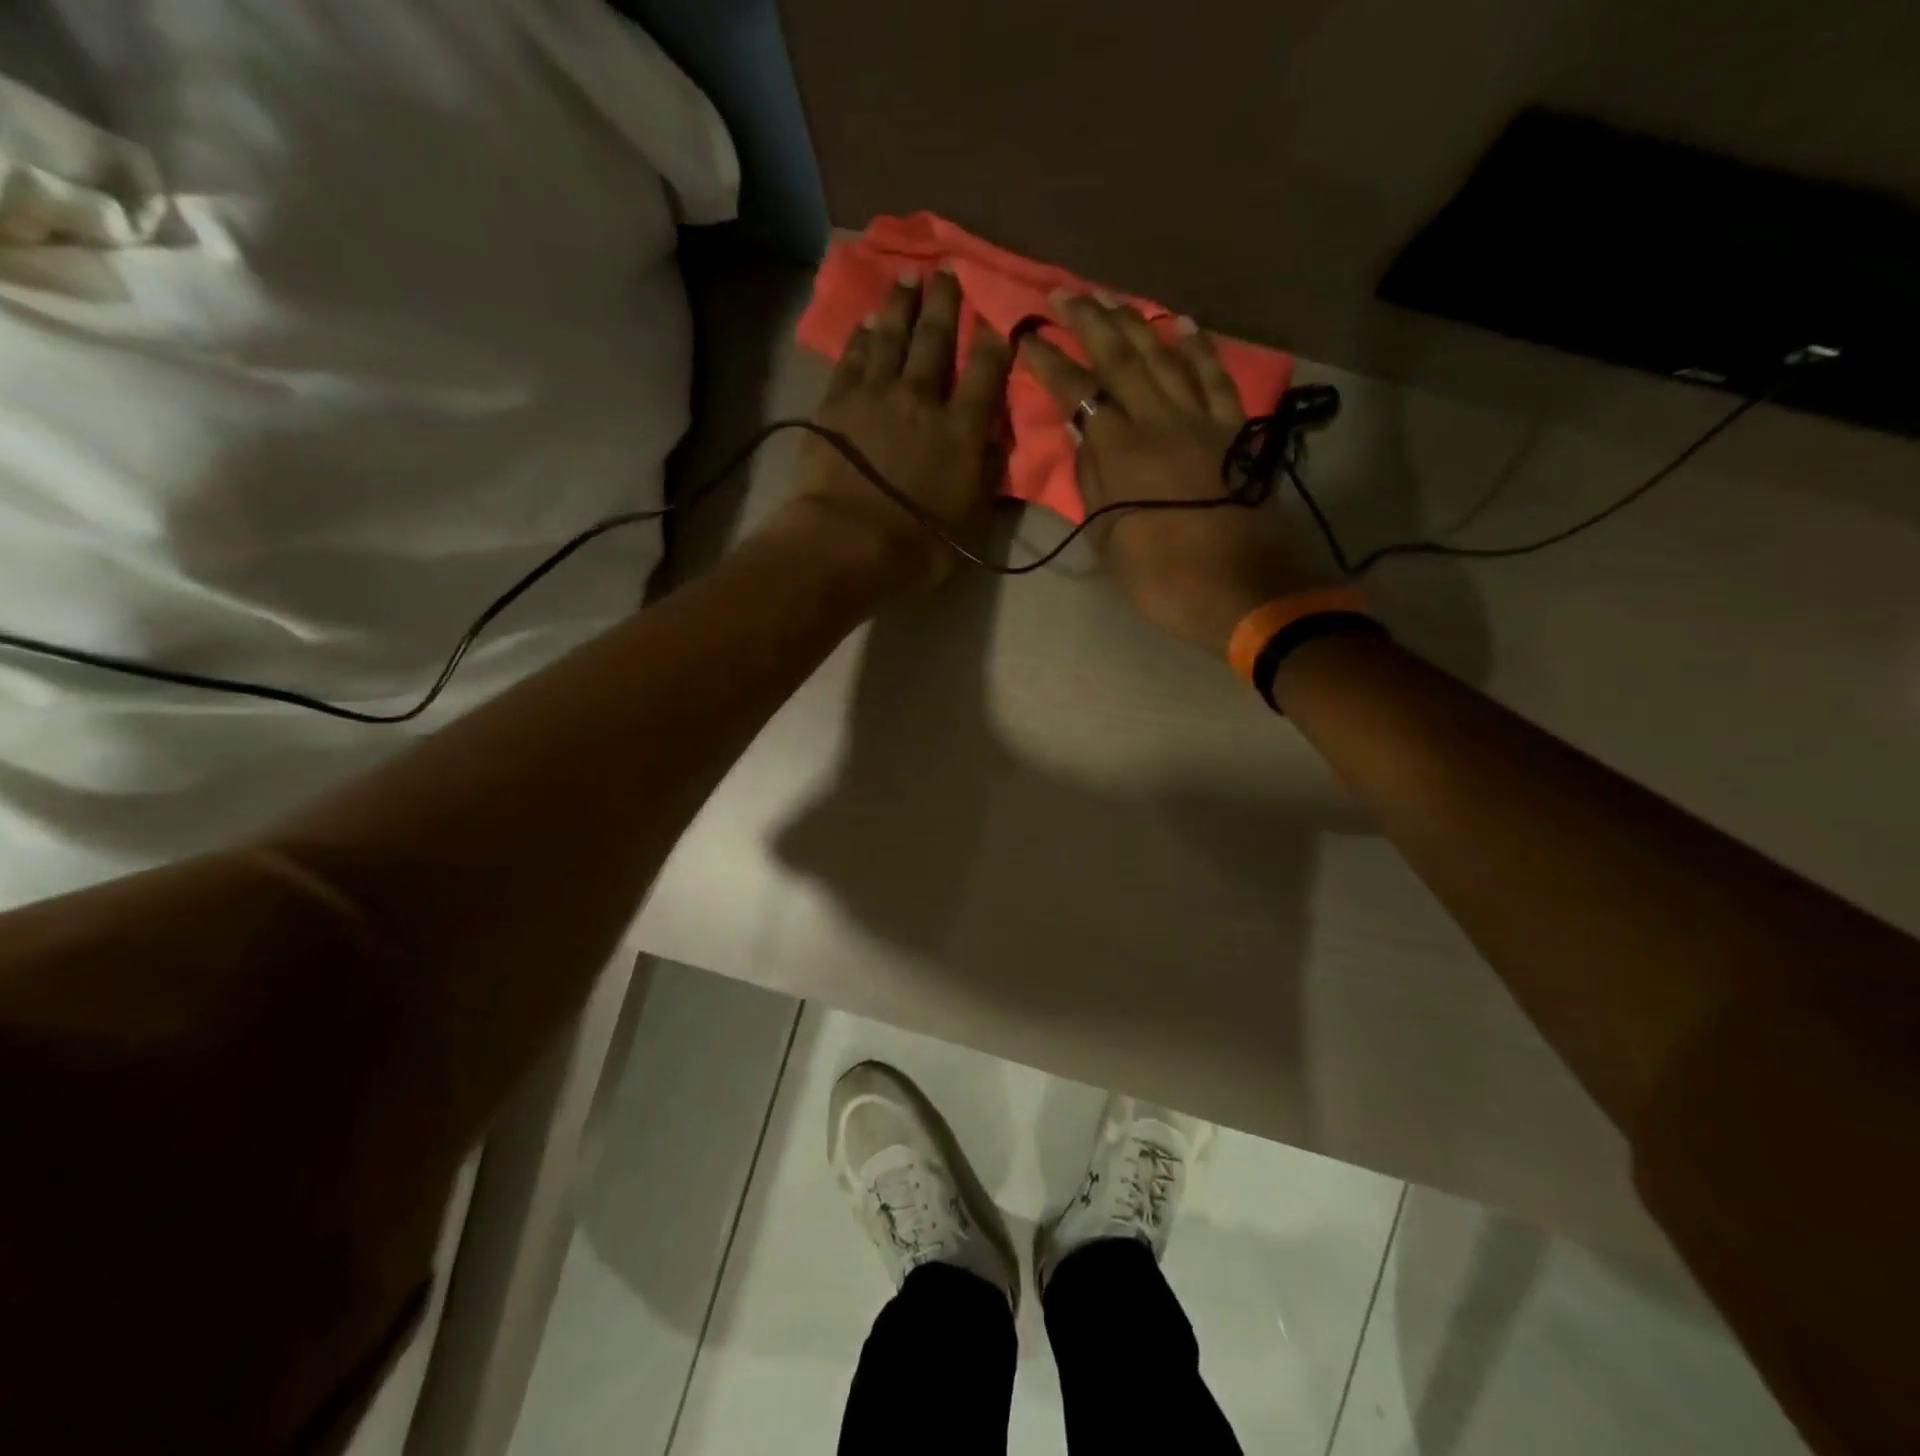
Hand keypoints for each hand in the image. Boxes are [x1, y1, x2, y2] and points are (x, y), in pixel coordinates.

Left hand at [785, 267, 1011, 597]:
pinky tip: (866, 321)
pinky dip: (861, 336)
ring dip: (901, 304)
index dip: (995, 339)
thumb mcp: (972, 520)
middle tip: (948, 272)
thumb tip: (995, 438)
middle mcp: (922, 398)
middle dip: (945, 303)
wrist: (848, 544)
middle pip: (936, 339)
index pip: (986, 371)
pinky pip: (852, 358)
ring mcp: (875, 394)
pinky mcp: (837, 403)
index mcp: (962, 429)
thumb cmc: (918, 546)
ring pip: (891, 336)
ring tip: (907, 277)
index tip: (999, 315)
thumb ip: (987, 473)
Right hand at [1019, 292, 1315, 655]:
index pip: (1077, 392)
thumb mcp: (1108, 539)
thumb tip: (1082, 434)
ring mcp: (1201, 420)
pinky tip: (1182, 325)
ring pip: (1164, 357)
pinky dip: (1198, 348)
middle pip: (1121, 357)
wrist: (1240, 591)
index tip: (1026, 335)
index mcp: (1120, 451)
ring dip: (1135, 323)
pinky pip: (1215, 377)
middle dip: (1089, 321)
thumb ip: (1092, 481)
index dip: (1048, 361)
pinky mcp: (1233, 430)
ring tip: (1111, 299)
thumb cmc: (1161, 577)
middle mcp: (1159, 420)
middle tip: (1064, 294)